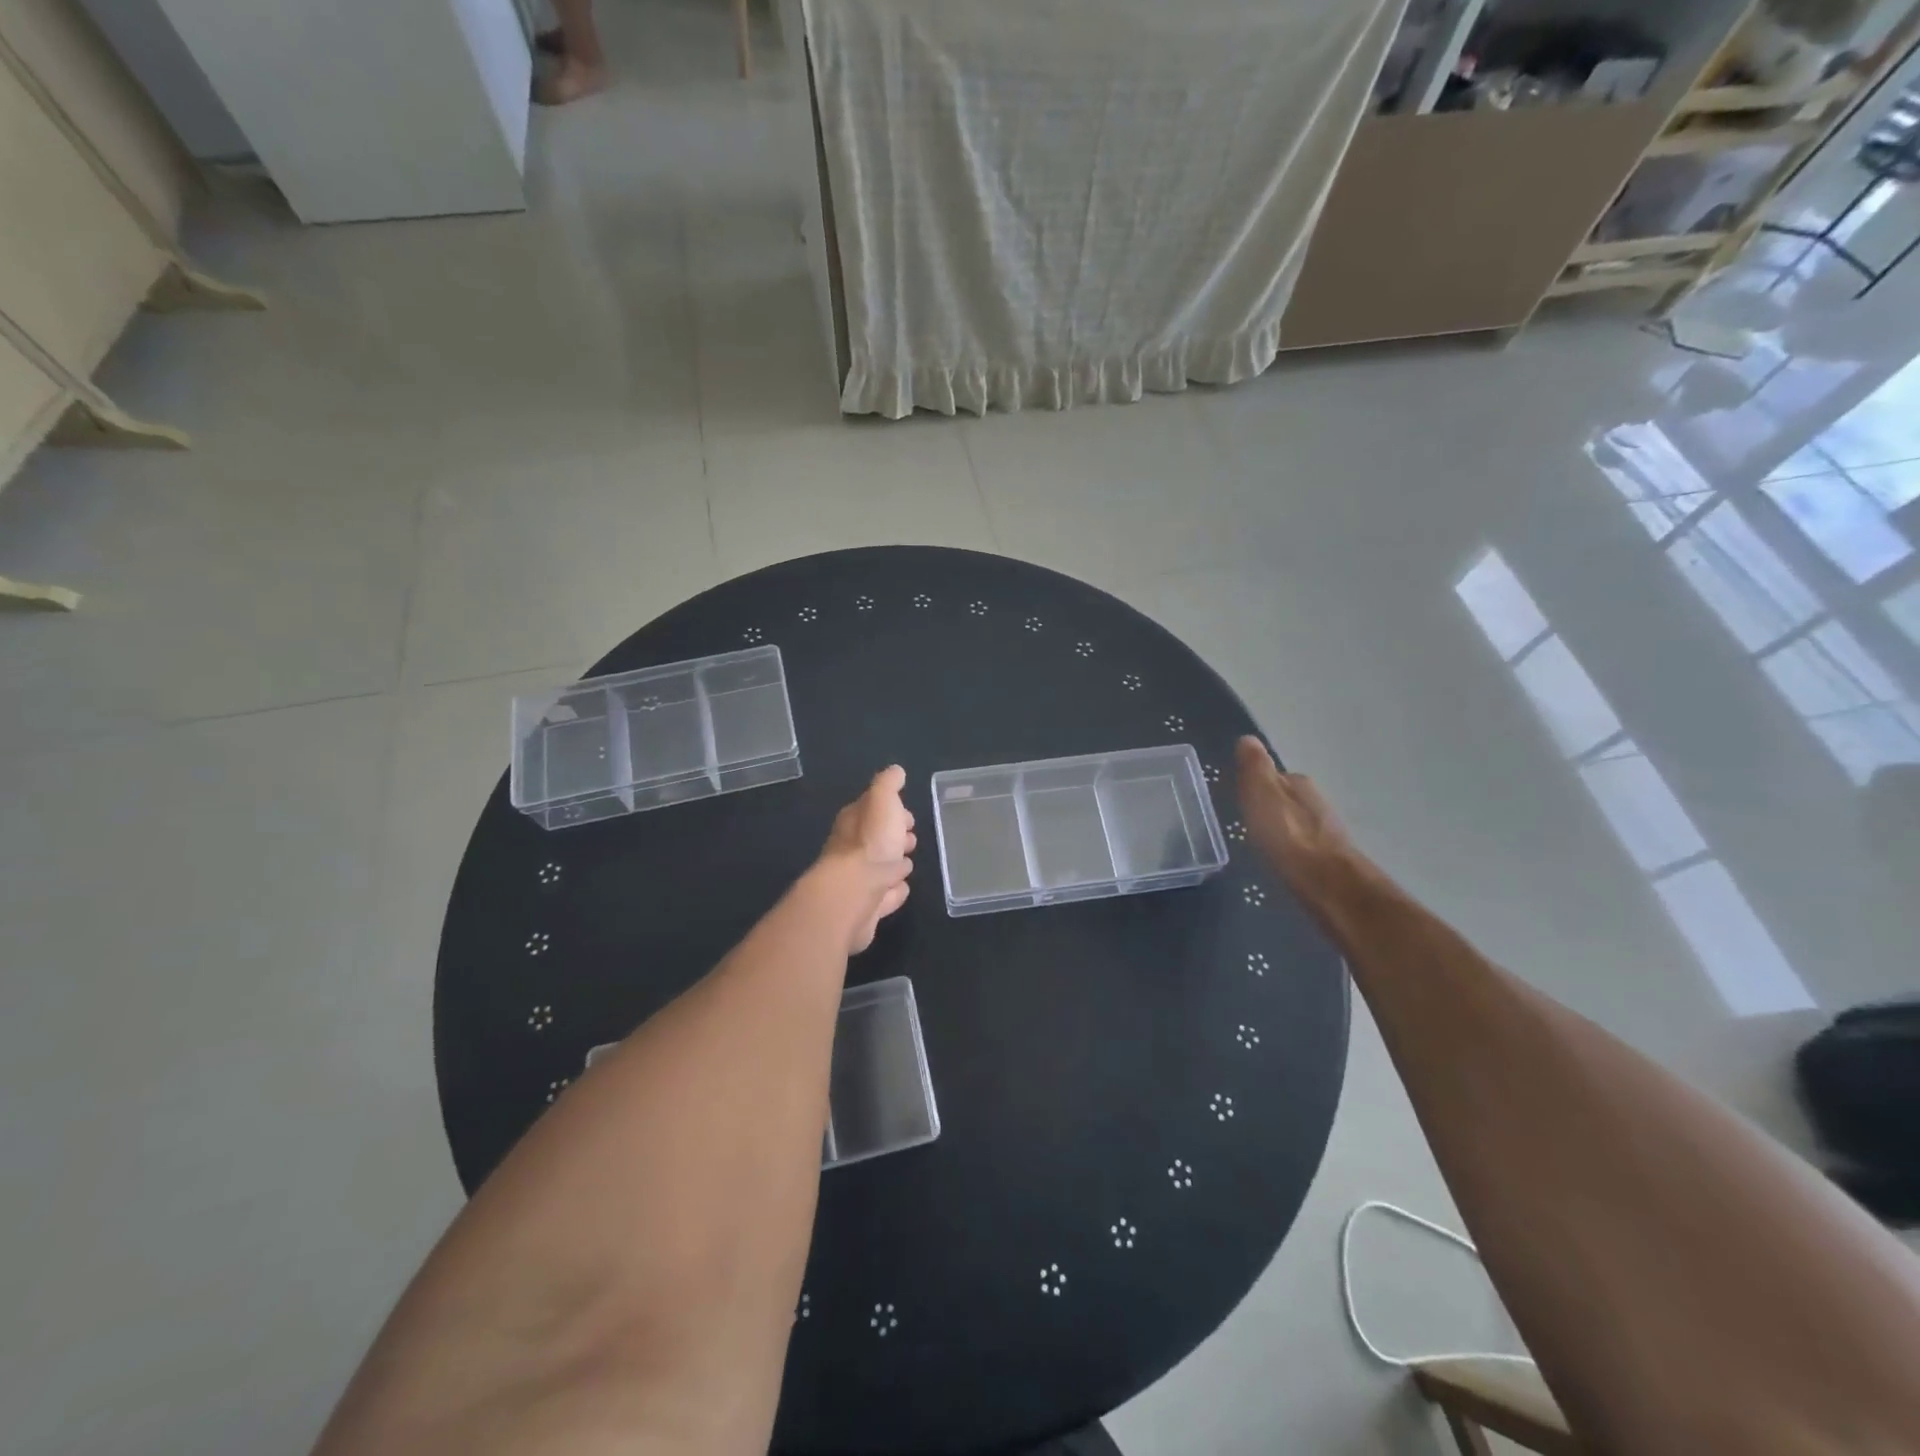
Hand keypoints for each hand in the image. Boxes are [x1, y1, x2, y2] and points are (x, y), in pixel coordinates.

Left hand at [818, 765, 916, 953]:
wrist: (853, 897)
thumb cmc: (870, 844)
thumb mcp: (882, 802)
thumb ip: (888, 785)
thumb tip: (895, 771)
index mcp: (855, 821)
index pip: (873, 810)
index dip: (891, 810)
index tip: (907, 815)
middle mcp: (852, 849)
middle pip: (877, 839)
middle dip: (894, 837)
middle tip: (910, 838)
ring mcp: (858, 880)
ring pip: (881, 868)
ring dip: (894, 865)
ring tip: (908, 864)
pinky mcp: (866, 908)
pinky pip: (884, 896)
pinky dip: (893, 892)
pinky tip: (901, 890)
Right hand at [1235, 737, 1363, 911]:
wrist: (1328, 885)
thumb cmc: (1288, 837)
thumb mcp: (1262, 796)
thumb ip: (1255, 769)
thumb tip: (1248, 738)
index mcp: (1299, 784)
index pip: (1273, 776)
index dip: (1254, 785)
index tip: (1238, 797)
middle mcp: (1316, 801)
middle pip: (1286, 798)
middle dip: (1269, 806)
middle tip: (1246, 819)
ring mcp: (1326, 829)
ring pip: (1296, 821)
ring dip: (1281, 827)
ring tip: (1260, 840)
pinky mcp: (1328, 856)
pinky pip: (1302, 843)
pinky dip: (1290, 846)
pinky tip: (1280, 858)